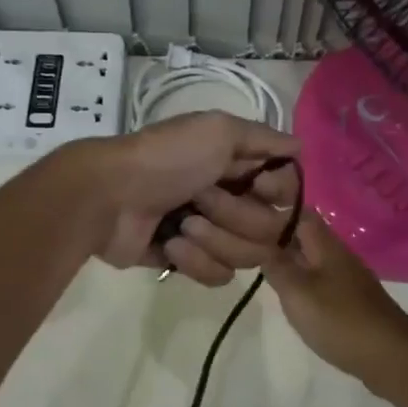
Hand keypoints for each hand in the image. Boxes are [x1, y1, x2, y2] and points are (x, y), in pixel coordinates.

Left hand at [77, 111, 300, 285]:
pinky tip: (169, 245)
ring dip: (215, 239)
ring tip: (181, 225)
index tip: (256, 184)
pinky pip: (220, 276)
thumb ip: (263, 137)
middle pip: (270, 229)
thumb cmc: (166, 158)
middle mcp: (232, 199)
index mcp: (239, 166)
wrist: (108, 196)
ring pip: (249, 256)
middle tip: (201, 199)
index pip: (287, 192)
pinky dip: (195, 261)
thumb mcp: (217, 130)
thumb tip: (299, 147)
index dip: (276, 193)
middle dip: (235, 216)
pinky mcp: (190, 263)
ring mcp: (212, 234)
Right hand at [263, 211, 407, 384]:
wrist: (392, 357)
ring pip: (314, 261)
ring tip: (264, 273)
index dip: (276, 213)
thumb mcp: (297, 292)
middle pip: (307, 237)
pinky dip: (305, 284)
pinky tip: (293, 299)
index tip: (248, 221)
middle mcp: (340, 257)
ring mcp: (349, 280)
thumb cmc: (340, 320)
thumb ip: (277, 266)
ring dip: (292, 263)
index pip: (301, 214)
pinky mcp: (353, 302)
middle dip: (280, 239)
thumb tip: (261, 243)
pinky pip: (324, 282)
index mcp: (327, 246)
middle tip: (248, 249)